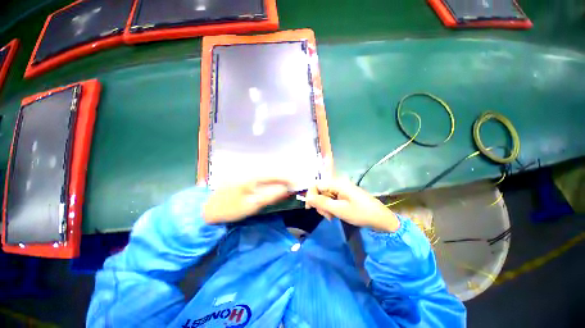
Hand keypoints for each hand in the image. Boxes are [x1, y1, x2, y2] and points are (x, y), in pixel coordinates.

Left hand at [203, 178, 291, 223]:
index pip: (273, 175)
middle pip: (269, 171)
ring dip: (274, 177)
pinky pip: (258, 174)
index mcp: (250, 178)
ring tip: (283, 183)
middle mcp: (248, 171)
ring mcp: (243, 172)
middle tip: (290, 184)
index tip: (295, 182)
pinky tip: (269, 183)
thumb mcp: (251, 206)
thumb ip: (269, 196)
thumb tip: (284, 189)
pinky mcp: (240, 175)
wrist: (207, 209)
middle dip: (281, 176)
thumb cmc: (229, 210)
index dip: (285, 178)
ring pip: (263, 172)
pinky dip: (266, 178)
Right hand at [305, 178, 399, 231]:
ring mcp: (341, 189)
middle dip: (319, 203)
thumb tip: (307, 198)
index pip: (316, 184)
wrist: (381, 219)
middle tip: (326, 215)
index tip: (310, 208)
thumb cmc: (361, 213)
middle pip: (320, 190)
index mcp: (337, 184)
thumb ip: (322, 203)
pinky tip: (335, 215)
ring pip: (325, 196)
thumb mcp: (339, 210)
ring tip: (331, 217)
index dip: (311, 195)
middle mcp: (338, 184)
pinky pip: (332, 199)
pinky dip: (330, 207)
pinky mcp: (344, 195)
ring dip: (324, 207)